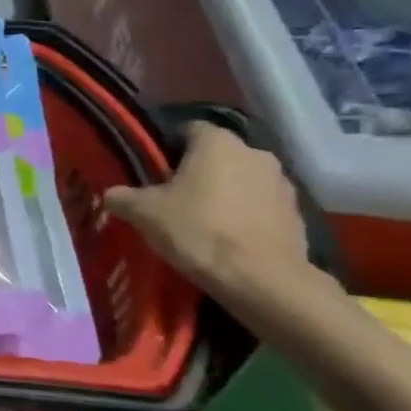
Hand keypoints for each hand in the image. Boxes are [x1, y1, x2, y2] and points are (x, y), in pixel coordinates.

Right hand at [104, 123, 308, 298]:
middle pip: (217, 156)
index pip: (188, 129)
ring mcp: (282, 183)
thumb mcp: (144, 213)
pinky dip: (247, 216)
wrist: (262, 281)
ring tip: (205, 223)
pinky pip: (262, 206)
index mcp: (217, 142)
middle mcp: (254, 152)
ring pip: (242, 180)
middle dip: (198, 172)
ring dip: (226, 193)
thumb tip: (111, 194)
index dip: (168, 149)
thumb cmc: (198, 232)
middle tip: (175, 199)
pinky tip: (231, 240)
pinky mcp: (298, 214)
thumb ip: (122, 197)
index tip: (155, 173)